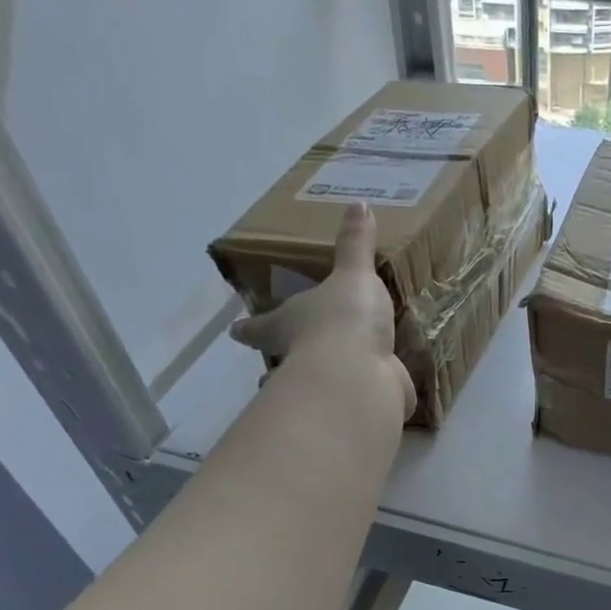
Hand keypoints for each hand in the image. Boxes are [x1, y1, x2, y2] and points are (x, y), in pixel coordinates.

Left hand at [229, 203, 415, 421]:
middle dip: (281, 360)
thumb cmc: (344, 319)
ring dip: (315, 383)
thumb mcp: (353, 274)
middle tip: (283, 357)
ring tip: (326, 379)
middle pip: (281, 360)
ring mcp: (326, 387)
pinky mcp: (357, 405)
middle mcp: (298, 359)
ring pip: (312, 385)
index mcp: (287, 324)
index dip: (247, 328)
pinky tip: (376, 392)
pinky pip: (358, 398)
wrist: (361, 375)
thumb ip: (356, 246)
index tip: (234, 331)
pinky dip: (364, 396)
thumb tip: (359, 203)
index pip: (258, 326)